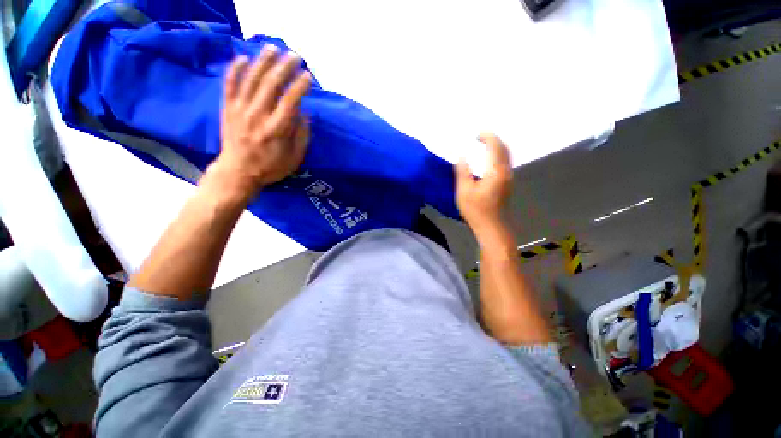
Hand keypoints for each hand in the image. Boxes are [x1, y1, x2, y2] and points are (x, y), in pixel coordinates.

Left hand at [209, 47, 311, 200]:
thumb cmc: (270, 167)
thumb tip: (304, 114)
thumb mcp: (294, 158)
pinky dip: (235, 69)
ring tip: (273, 48)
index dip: (300, 86)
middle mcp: (258, 115)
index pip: (290, 101)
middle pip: (271, 84)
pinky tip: (242, 58)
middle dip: (285, 67)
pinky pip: (230, 84)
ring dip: (263, 61)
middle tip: (295, 56)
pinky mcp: (227, 108)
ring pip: (251, 79)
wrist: (238, 172)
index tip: (308, 76)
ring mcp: (240, 110)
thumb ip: (301, 136)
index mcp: (277, 129)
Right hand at [455, 134, 512, 233]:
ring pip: (506, 156)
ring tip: (483, 146)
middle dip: (493, 140)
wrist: (492, 227)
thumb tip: (461, 157)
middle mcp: (506, 172)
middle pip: (504, 149)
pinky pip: (505, 163)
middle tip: (479, 138)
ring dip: (496, 148)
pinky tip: (488, 161)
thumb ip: (463, 172)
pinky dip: (497, 156)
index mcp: (496, 172)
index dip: (487, 137)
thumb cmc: (476, 210)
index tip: (476, 135)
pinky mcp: (507, 185)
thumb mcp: (464, 191)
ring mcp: (508, 179)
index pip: (495, 146)